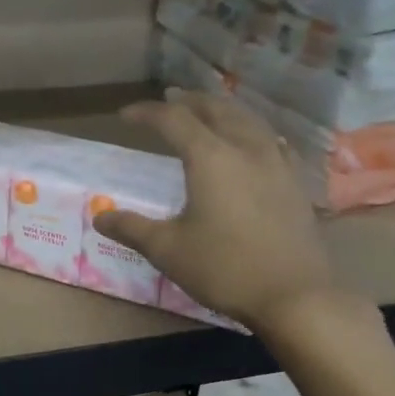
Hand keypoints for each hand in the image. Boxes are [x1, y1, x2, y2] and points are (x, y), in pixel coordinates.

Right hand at [91, 91, 341, 330]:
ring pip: (248, 120)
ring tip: (207, 112)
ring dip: (222, 110)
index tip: (126, 116)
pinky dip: (250, 130)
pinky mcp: (295, 182)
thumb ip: (132, 228)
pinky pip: (270, 140)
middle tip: (170, 99)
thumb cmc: (224, 269)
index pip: (174, 120)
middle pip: (216, 109)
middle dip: (189, 101)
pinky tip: (251, 142)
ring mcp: (276, 163)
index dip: (147, 113)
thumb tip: (100, 216)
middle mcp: (246, 148)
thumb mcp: (167, 250)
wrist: (295, 296)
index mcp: (210, 157)